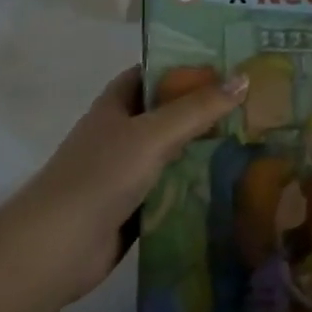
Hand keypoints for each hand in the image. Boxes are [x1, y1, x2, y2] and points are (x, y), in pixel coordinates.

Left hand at [7, 66, 245, 303]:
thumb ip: (197, 108)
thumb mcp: (153, 134)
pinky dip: (194, 188)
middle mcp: (119, 134)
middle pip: (166, 114)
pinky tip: (230, 186)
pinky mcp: (133, 208)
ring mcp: (125, 173)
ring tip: (252, 142)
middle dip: (203, 110)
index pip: (151, 74)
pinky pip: (170, 191)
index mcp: (115, 105)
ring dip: (203, 151)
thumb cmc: (102, 175)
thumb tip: (243, 78)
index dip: (184, 67)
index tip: (226, 66)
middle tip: (252, 105)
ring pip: (171, 154)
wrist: (59, 245)